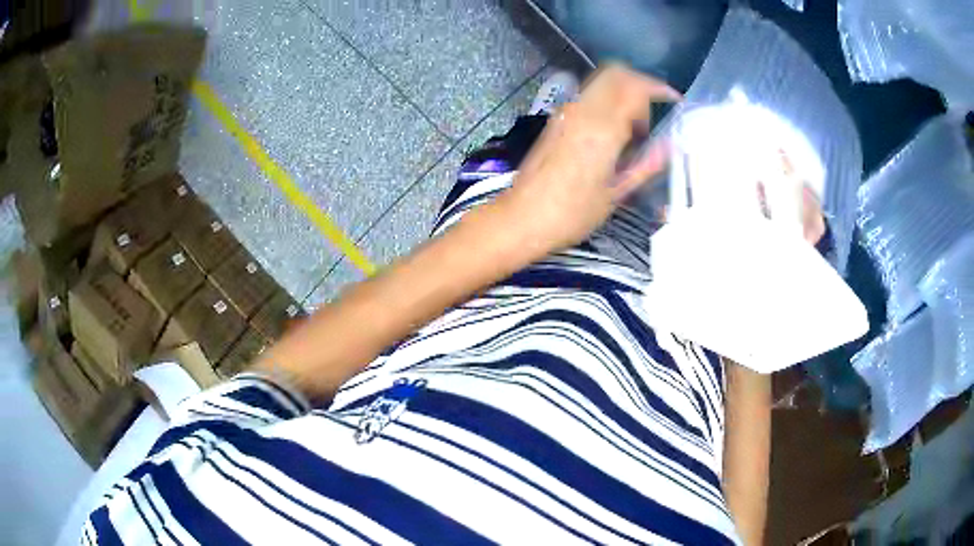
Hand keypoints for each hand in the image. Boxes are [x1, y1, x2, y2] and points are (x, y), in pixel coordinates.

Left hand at [497, 64, 679, 255]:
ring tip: (635, 130)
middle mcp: (582, 111)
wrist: (521, 218)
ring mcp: (565, 113)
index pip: (634, 87)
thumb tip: (668, 146)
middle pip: (615, 73)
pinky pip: (588, 98)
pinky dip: (607, 103)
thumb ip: (645, 165)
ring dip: (622, 94)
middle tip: (652, 115)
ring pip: (600, 83)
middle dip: (640, 84)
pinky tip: (613, 134)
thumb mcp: (615, 194)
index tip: (674, 100)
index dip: (658, 89)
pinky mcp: (556, 120)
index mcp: (601, 129)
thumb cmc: (571, 214)